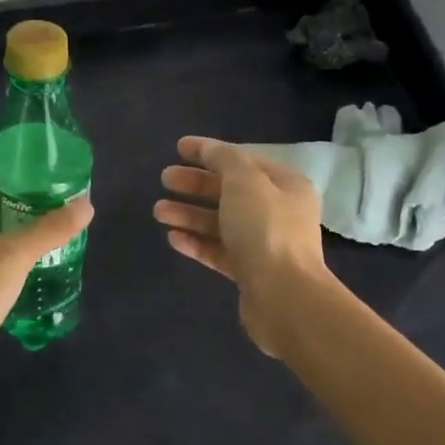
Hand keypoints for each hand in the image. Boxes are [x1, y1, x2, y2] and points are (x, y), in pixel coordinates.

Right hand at [154, 135, 328, 356]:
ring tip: (158, 211)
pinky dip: (197, 243)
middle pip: (230, 192)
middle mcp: (278, 213)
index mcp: (286, 185)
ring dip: (189, 214)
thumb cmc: (266, 230)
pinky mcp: (249, 273)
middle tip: (164, 179)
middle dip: (195, 185)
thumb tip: (209, 149)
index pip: (243, 161)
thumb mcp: (244, 182)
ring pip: (221, 223)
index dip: (210, 152)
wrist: (284, 297)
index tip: (178, 148)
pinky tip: (173, 238)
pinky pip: (219, 251)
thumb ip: (224, 159)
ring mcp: (264, 245)